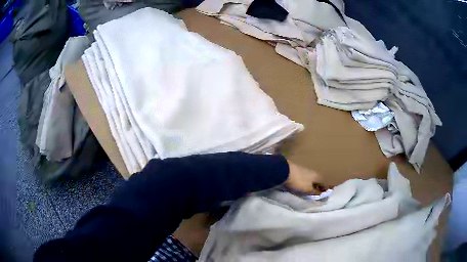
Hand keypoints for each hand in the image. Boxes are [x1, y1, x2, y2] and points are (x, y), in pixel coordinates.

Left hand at [285, 160, 326, 193]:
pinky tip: (304, 187)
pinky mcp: (298, 171)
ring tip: (311, 192)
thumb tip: (324, 196)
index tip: (326, 197)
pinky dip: (307, 184)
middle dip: (319, 188)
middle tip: (318, 195)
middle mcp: (313, 172)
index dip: (326, 191)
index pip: (325, 184)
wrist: (284, 171)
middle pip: (319, 181)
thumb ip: (316, 193)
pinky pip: (306, 179)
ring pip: (312, 180)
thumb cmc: (298, 181)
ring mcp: (306, 171)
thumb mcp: (308, 190)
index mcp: (318, 176)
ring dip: (313, 186)